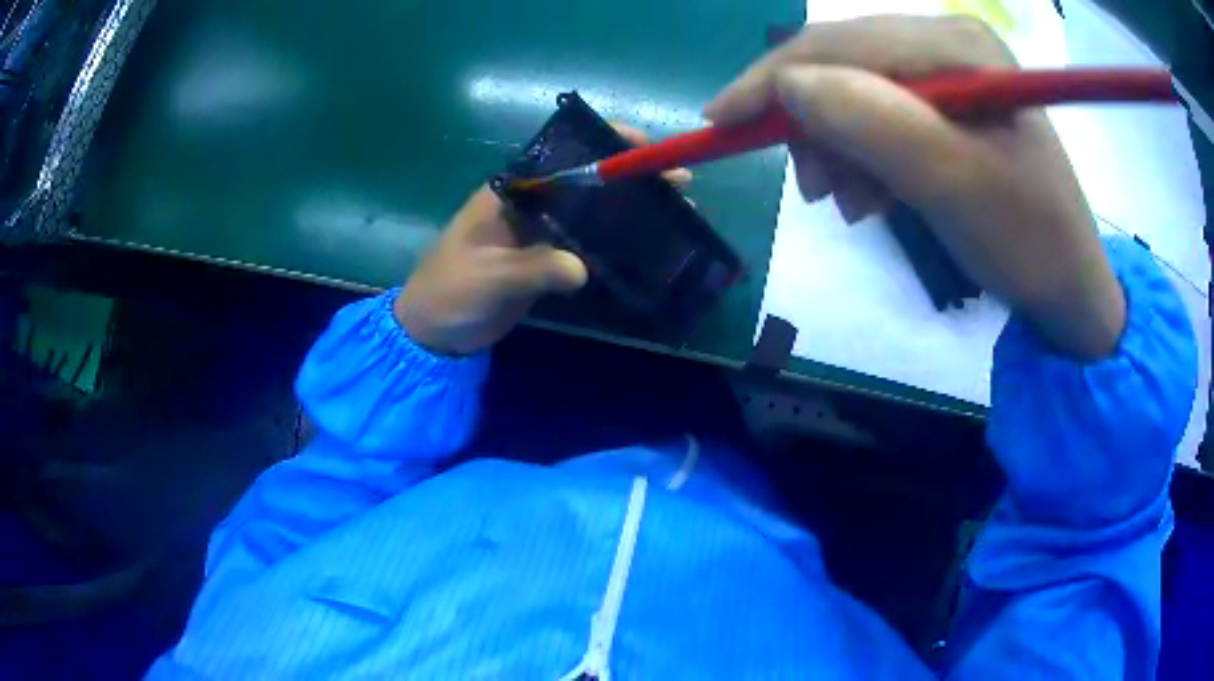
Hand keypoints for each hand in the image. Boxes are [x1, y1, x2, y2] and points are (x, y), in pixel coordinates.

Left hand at [395, 126, 689, 355]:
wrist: (433, 331)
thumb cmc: (449, 292)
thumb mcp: (487, 278)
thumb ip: (532, 269)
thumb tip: (581, 270)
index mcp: (509, 192)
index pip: (562, 155)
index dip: (603, 143)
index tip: (643, 144)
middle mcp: (530, 204)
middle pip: (587, 181)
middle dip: (631, 177)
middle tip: (679, 182)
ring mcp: (541, 233)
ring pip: (593, 211)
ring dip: (631, 209)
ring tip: (679, 210)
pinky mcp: (547, 260)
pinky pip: (588, 244)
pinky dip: (617, 243)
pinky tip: (649, 245)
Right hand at [705, 15, 1124, 358]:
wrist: (1071, 289)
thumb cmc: (1026, 242)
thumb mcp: (950, 184)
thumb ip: (870, 120)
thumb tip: (790, 86)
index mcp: (958, 45)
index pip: (841, 43)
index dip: (773, 79)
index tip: (719, 123)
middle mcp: (950, 41)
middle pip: (845, 63)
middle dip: (812, 122)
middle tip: (812, 189)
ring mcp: (952, 70)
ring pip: (858, 91)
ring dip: (839, 145)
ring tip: (851, 204)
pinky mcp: (952, 102)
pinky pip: (883, 115)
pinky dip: (865, 154)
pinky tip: (876, 194)